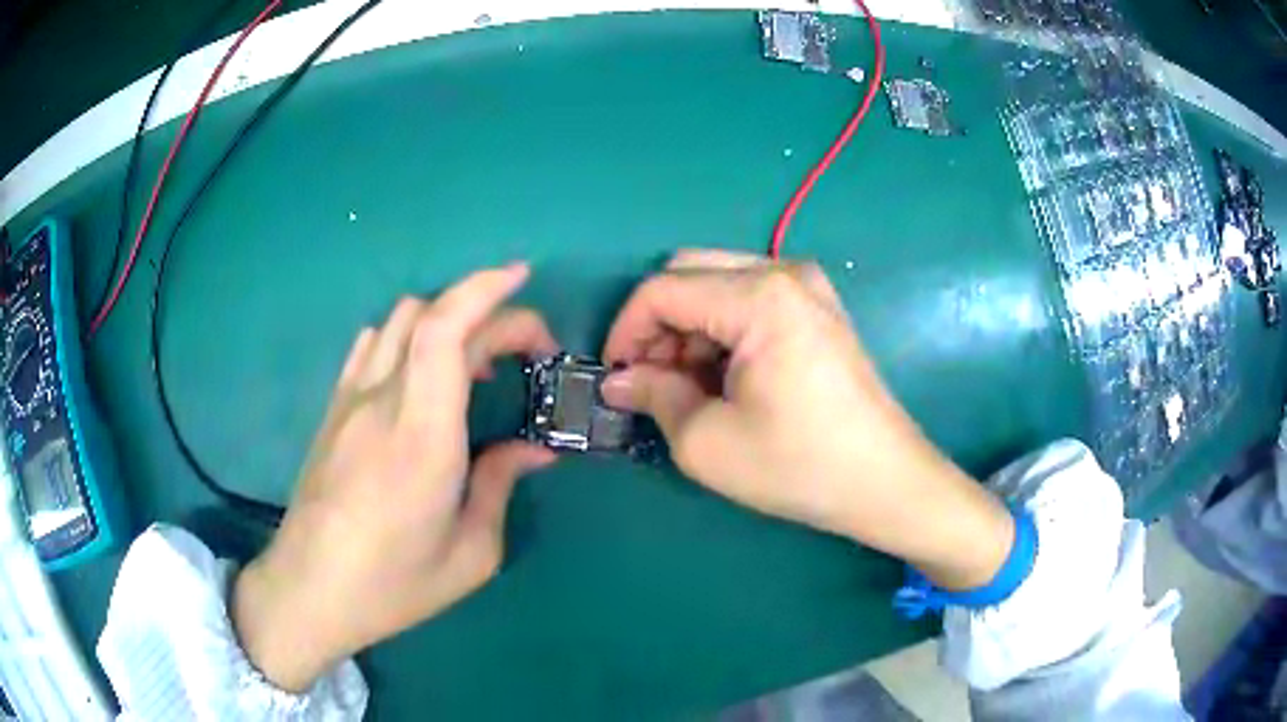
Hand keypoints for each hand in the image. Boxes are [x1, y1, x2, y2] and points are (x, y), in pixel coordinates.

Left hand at [232, 263, 557, 691]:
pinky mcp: (332, 410)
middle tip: (525, 349)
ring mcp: (349, 401)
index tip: (523, 279)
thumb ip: (501, 486)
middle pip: (428, 314)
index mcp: (421, 437)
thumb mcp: (470, 554)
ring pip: (396, 321)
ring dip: (445, 319)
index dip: (486, 290)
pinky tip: (420, 373)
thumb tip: (534, 450)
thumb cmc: (393, 583)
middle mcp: (381, 402)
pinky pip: (369, 347)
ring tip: (476, 363)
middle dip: (486, 309)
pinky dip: (405, 336)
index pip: (446, 330)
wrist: (310, 590)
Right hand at [601, 250, 1012, 589]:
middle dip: (657, 327)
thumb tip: (619, 379)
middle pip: (688, 275)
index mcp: (759, 296)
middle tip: (650, 383)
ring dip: (688, 329)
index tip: (614, 377)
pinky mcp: (817, 308)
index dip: (625, 330)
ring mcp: (807, 286)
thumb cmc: (799, 465)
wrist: (886, 481)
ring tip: (687, 387)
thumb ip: (653, 397)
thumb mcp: (708, 443)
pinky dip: (720, 330)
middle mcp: (784, 272)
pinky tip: (724, 377)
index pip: (662, 290)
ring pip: (717, 284)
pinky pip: (748, 299)